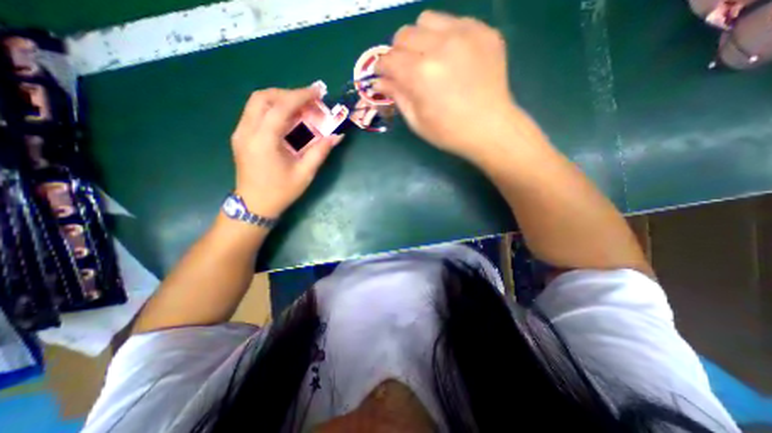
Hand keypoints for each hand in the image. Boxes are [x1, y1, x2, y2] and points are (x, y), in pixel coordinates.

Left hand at [227, 86, 339, 217]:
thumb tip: (337, 136)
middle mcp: (246, 131)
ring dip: (279, 100)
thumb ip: (320, 151)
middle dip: (287, 94)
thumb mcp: (305, 173)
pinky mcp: (241, 136)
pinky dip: (273, 110)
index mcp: (263, 141)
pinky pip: (255, 114)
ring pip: (256, 103)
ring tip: (300, 109)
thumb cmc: (281, 192)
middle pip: (262, 97)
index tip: (317, 92)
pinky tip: (288, 120)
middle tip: (308, 101)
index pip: (280, 107)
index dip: (300, 96)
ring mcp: (240, 133)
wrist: (254, 206)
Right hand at [373, 10, 517, 165]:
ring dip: (420, 38)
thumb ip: (397, 96)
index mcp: (420, 74)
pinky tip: (452, 58)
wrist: (490, 129)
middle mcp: (440, 46)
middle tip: (406, 69)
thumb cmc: (449, 132)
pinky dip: (445, 37)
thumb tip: (379, 82)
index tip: (384, 76)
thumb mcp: (417, 121)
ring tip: (428, 59)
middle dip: (399, 52)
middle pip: (404, 34)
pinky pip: (454, 22)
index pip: (389, 59)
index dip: (382, 68)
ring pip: (427, 20)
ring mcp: (465, 34)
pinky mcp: (484, 31)